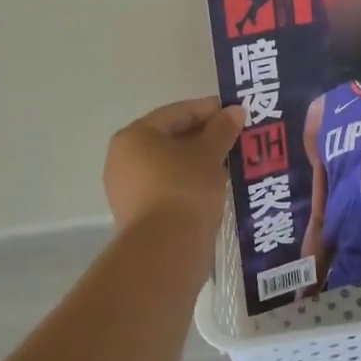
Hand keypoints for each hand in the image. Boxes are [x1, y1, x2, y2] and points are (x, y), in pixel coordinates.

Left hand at [103, 96, 245, 234]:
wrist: (166, 251)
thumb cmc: (185, 188)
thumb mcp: (209, 153)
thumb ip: (222, 128)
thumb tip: (235, 110)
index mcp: (135, 136)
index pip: (178, 112)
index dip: (210, 110)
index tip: (237, 113)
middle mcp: (123, 159)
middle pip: (172, 138)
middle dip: (206, 137)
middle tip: (237, 138)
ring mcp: (128, 189)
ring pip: (172, 165)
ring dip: (201, 161)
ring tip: (232, 162)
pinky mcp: (139, 215)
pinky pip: (169, 187)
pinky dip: (192, 183)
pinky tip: (217, 186)